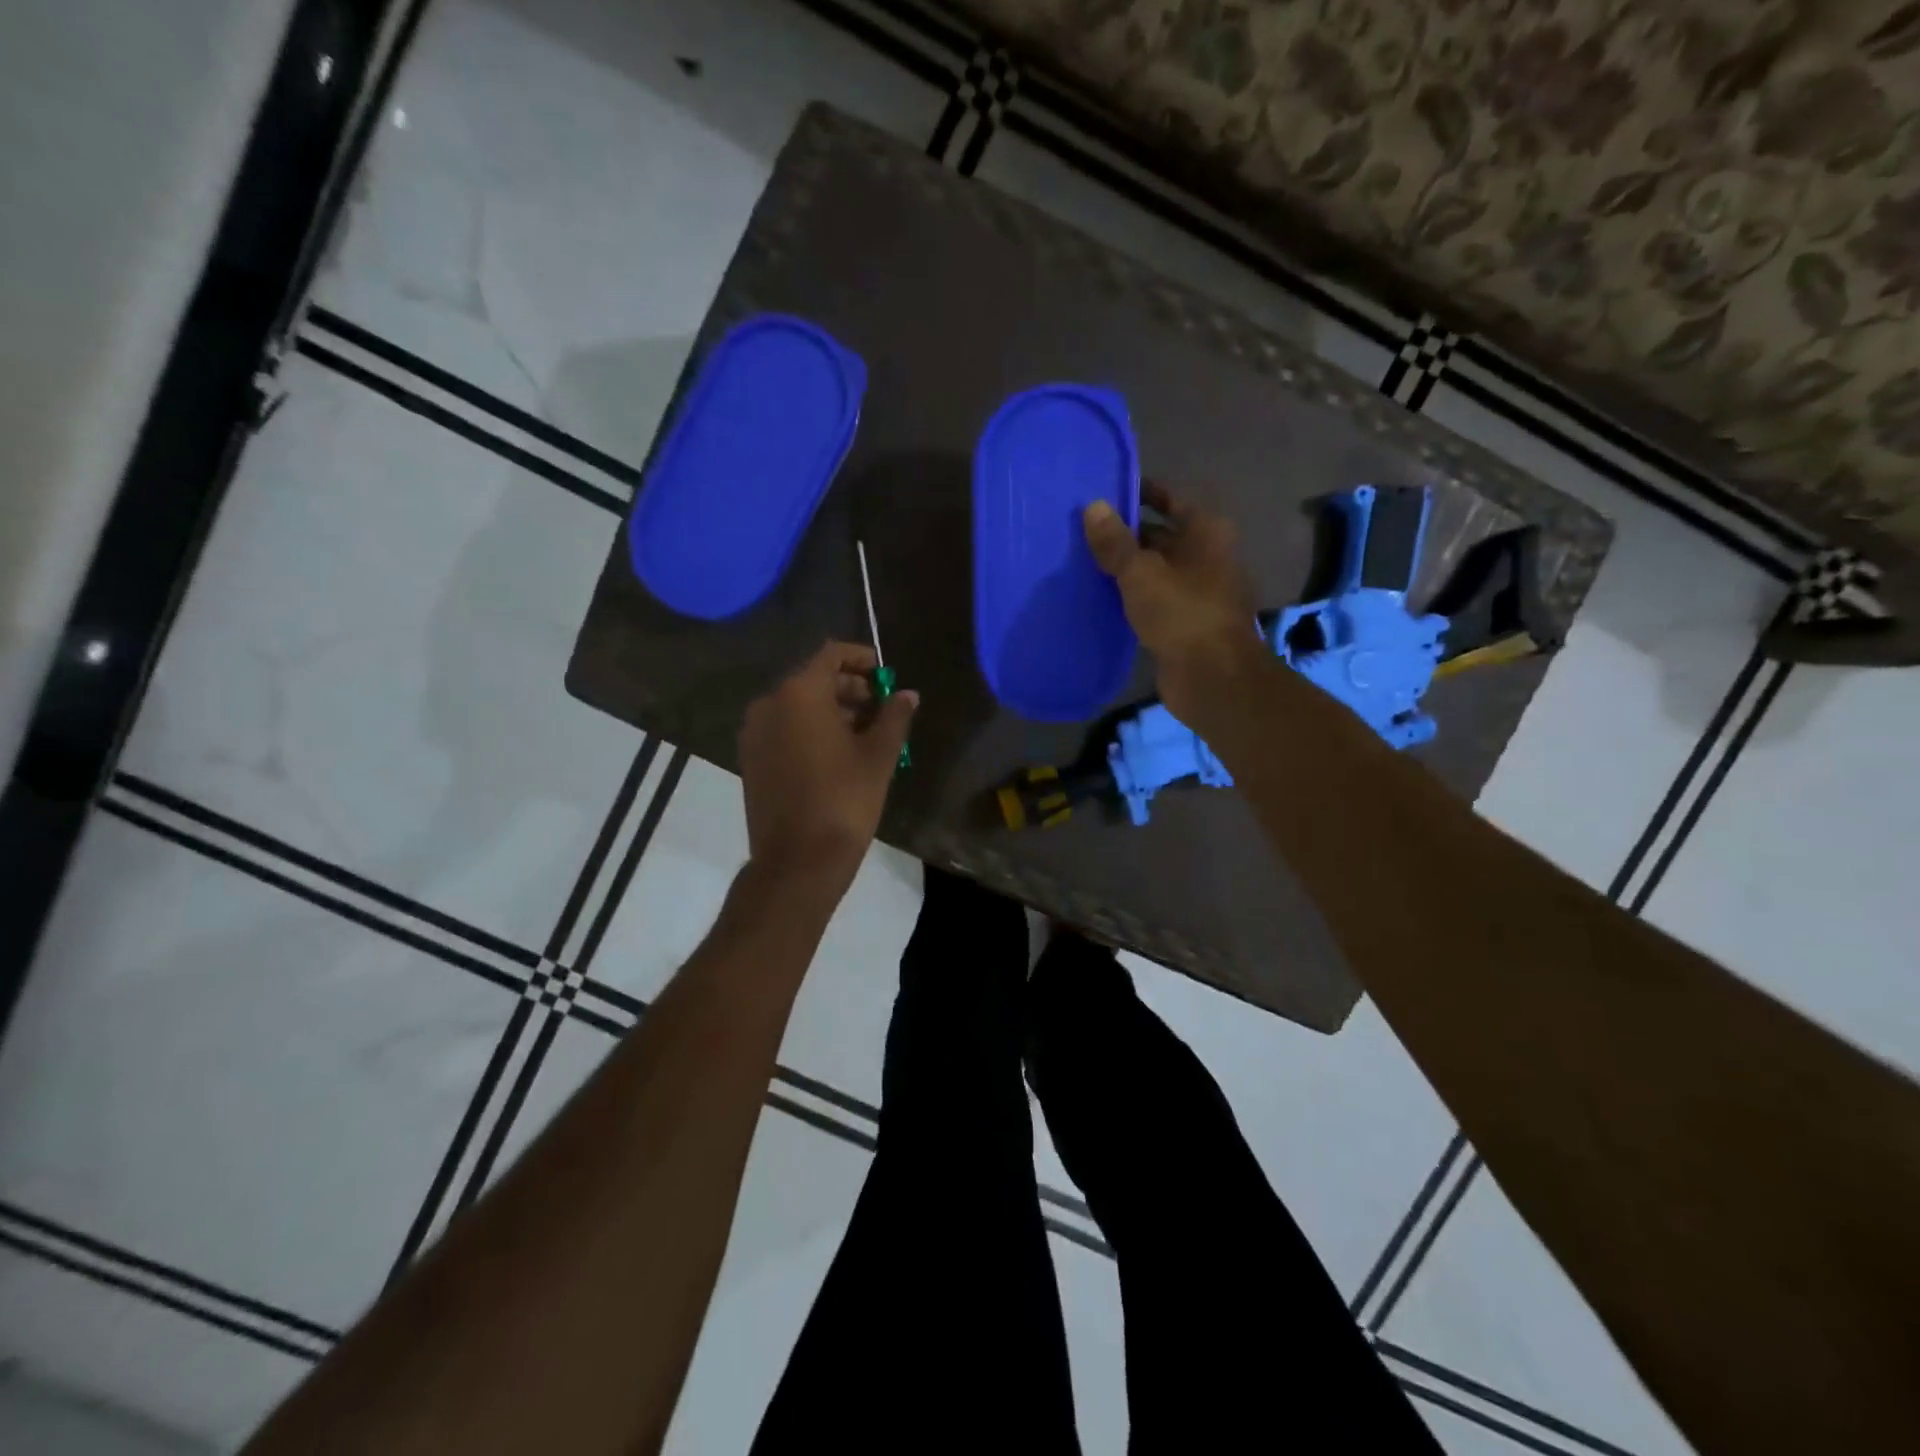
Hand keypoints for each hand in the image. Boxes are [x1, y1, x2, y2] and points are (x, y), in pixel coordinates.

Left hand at [738, 641, 917, 893]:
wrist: (798, 860)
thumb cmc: (844, 800)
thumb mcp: (878, 756)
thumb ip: (894, 716)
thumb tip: (907, 694)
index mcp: (800, 693)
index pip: (831, 655)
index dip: (861, 658)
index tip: (885, 673)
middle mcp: (770, 704)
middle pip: (813, 679)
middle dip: (848, 688)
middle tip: (880, 707)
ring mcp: (755, 732)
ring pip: (797, 705)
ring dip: (831, 710)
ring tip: (865, 733)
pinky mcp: (750, 758)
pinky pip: (783, 728)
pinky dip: (809, 729)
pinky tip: (837, 752)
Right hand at [1083, 482, 1265, 727]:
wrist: (1212, 677)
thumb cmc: (1182, 612)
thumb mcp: (1141, 572)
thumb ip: (1115, 542)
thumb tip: (1093, 507)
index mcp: (1206, 532)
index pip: (1171, 500)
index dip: (1142, 494)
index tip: (1107, 493)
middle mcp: (1207, 557)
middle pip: (1163, 536)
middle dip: (1128, 534)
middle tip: (1084, 531)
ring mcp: (1198, 592)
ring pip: (1156, 571)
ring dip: (1127, 568)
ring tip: (1084, 561)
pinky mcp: (1186, 623)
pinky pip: (1154, 600)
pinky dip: (1132, 596)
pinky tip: (1101, 597)